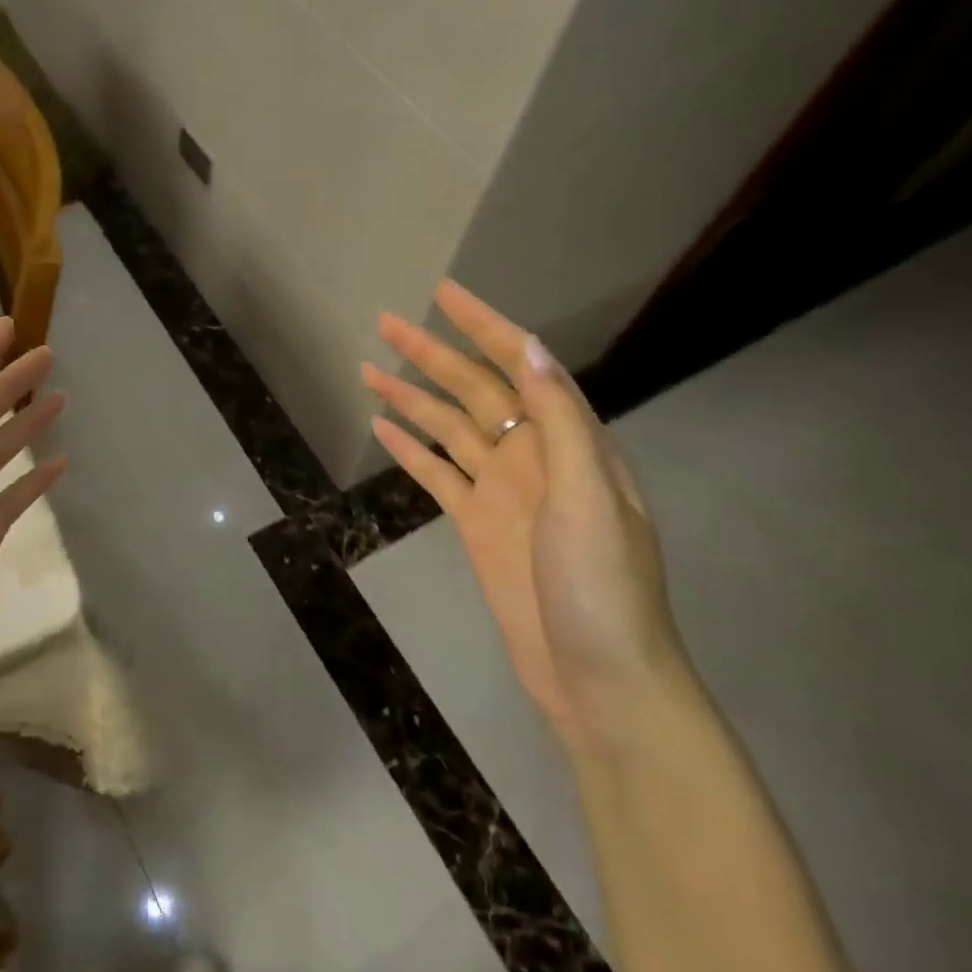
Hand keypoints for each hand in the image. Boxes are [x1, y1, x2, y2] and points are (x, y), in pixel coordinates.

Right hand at [363, 281, 686, 748]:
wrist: (599, 677)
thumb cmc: (603, 587)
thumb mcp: (588, 497)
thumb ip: (559, 421)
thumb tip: (529, 348)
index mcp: (569, 441)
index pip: (521, 365)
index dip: (484, 326)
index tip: (445, 293)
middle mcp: (533, 455)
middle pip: (474, 390)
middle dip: (431, 354)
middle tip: (385, 322)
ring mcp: (501, 490)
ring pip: (448, 429)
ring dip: (411, 398)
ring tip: (369, 369)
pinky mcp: (476, 524)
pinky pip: (437, 475)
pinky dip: (410, 450)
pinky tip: (383, 428)